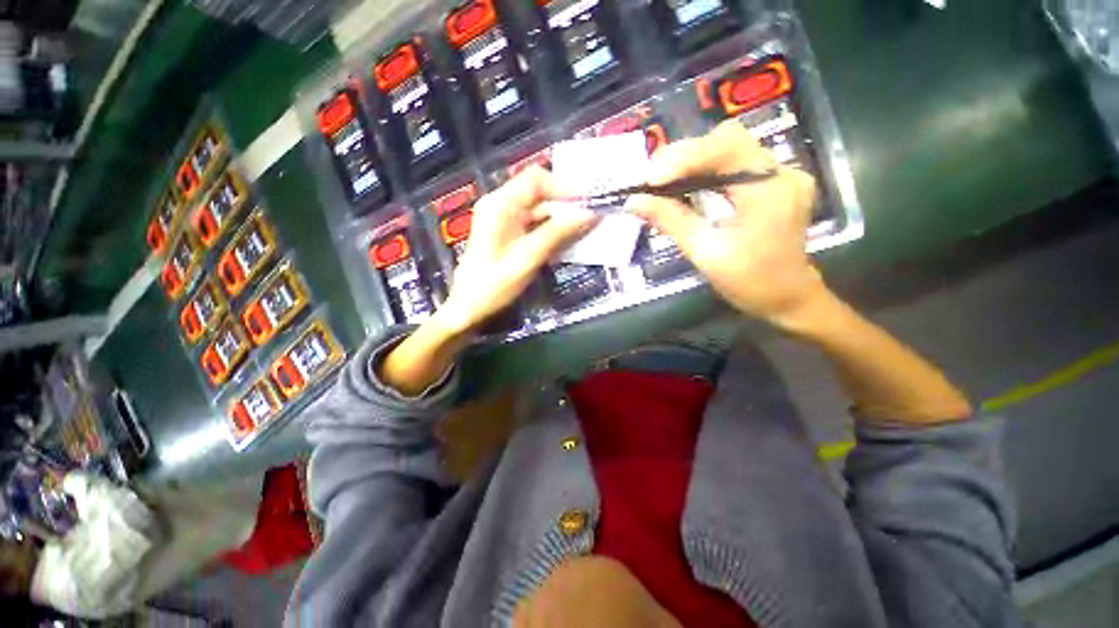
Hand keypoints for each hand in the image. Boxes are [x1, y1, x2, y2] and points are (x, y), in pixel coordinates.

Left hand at [436, 166, 597, 335]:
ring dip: (561, 219)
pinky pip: (535, 225)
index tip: (589, 201)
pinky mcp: (509, 234)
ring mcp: (504, 220)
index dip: (564, 187)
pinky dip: (552, 231)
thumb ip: (558, 233)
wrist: (469, 307)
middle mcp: (501, 205)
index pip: (536, 180)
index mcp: (500, 205)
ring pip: (539, 210)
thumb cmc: (494, 284)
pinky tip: (568, 241)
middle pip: (539, 193)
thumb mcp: (528, 257)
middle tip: (592, 216)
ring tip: (586, 229)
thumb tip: (590, 213)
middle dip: (566, 204)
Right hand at [626, 120, 825, 328]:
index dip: (683, 158)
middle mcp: (779, 172)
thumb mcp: (706, 252)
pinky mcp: (771, 184)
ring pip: (728, 150)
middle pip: (726, 141)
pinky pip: (732, 166)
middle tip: (650, 179)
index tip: (649, 179)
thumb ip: (671, 221)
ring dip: (690, 163)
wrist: (788, 299)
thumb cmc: (750, 282)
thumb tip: (634, 202)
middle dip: (683, 156)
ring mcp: (778, 176)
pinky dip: (703, 173)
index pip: (725, 148)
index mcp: (770, 188)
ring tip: (659, 182)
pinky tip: (683, 186)